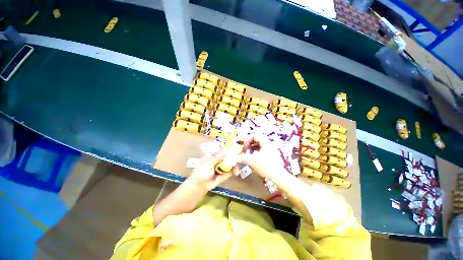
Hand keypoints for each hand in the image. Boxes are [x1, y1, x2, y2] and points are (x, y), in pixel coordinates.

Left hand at [189, 149, 237, 190]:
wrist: (199, 185)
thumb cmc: (202, 171)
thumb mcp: (209, 163)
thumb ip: (218, 157)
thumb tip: (227, 151)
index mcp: (213, 154)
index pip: (222, 149)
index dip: (229, 148)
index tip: (236, 149)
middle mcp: (219, 158)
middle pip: (228, 155)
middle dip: (234, 157)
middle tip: (240, 160)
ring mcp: (222, 166)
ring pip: (231, 163)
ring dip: (235, 165)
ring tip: (237, 170)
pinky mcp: (224, 173)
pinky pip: (231, 170)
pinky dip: (234, 171)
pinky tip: (236, 173)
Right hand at [236, 134, 286, 179]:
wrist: (278, 176)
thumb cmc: (266, 166)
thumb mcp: (252, 161)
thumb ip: (241, 158)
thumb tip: (233, 158)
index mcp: (265, 142)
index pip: (255, 135)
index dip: (247, 140)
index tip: (244, 146)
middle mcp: (268, 144)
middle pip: (256, 140)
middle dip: (249, 145)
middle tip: (245, 151)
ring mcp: (270, 150)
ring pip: (258, 146)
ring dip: (251, 149)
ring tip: (248, 155)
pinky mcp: (270, 155)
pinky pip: (261, 151)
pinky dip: (255, 153)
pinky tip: (253, 159)